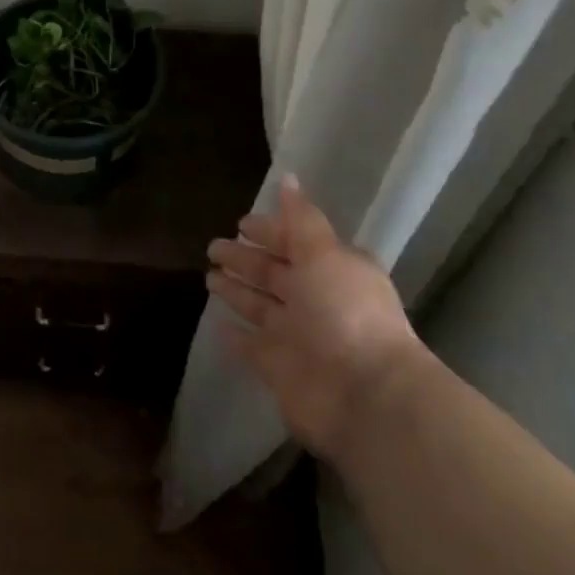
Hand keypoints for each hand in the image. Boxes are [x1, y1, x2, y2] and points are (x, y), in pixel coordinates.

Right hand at [207, 175, 421, 462]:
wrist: (365, 396)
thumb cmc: (345, 312)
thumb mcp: (323, 253)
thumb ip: (301, 219)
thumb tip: (288, 178)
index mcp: (331, 269)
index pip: (293, 241)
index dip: (268, 231)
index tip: (240, 223)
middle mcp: (315, 300)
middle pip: (273, 273)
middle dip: (244, 259)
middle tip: (213, 247)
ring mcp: (297, 337)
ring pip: (260, 307)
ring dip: (237, 292)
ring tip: (208, 277)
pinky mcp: (280, 370)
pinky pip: (253, 347)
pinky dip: (237, 337)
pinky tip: (218, 325)